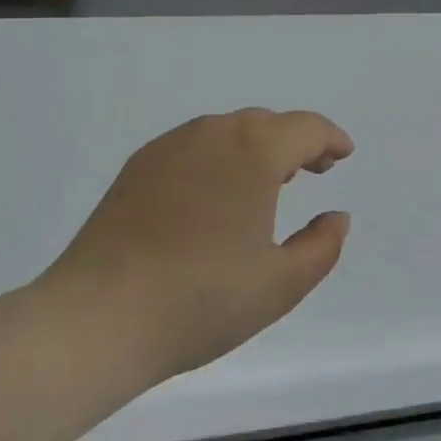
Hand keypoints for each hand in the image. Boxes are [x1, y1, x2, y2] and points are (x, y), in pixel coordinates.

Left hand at [35, 109, 354, 385]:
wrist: (98, 317)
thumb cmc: (202, 300)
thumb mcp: (281, 284)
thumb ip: (322, 246)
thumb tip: (336, 217)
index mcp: (253, 151)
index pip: (304, 128)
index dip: (330, 139)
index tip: (342, 155)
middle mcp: (211, 134)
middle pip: (264, 123)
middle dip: (294, 142)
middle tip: (310, 171)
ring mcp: (167, 148)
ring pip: (225, 132)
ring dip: (254, 147)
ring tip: (265, 182)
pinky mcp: (136, 168)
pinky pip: (191, 148)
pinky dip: (216, 158)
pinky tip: (213, 196)